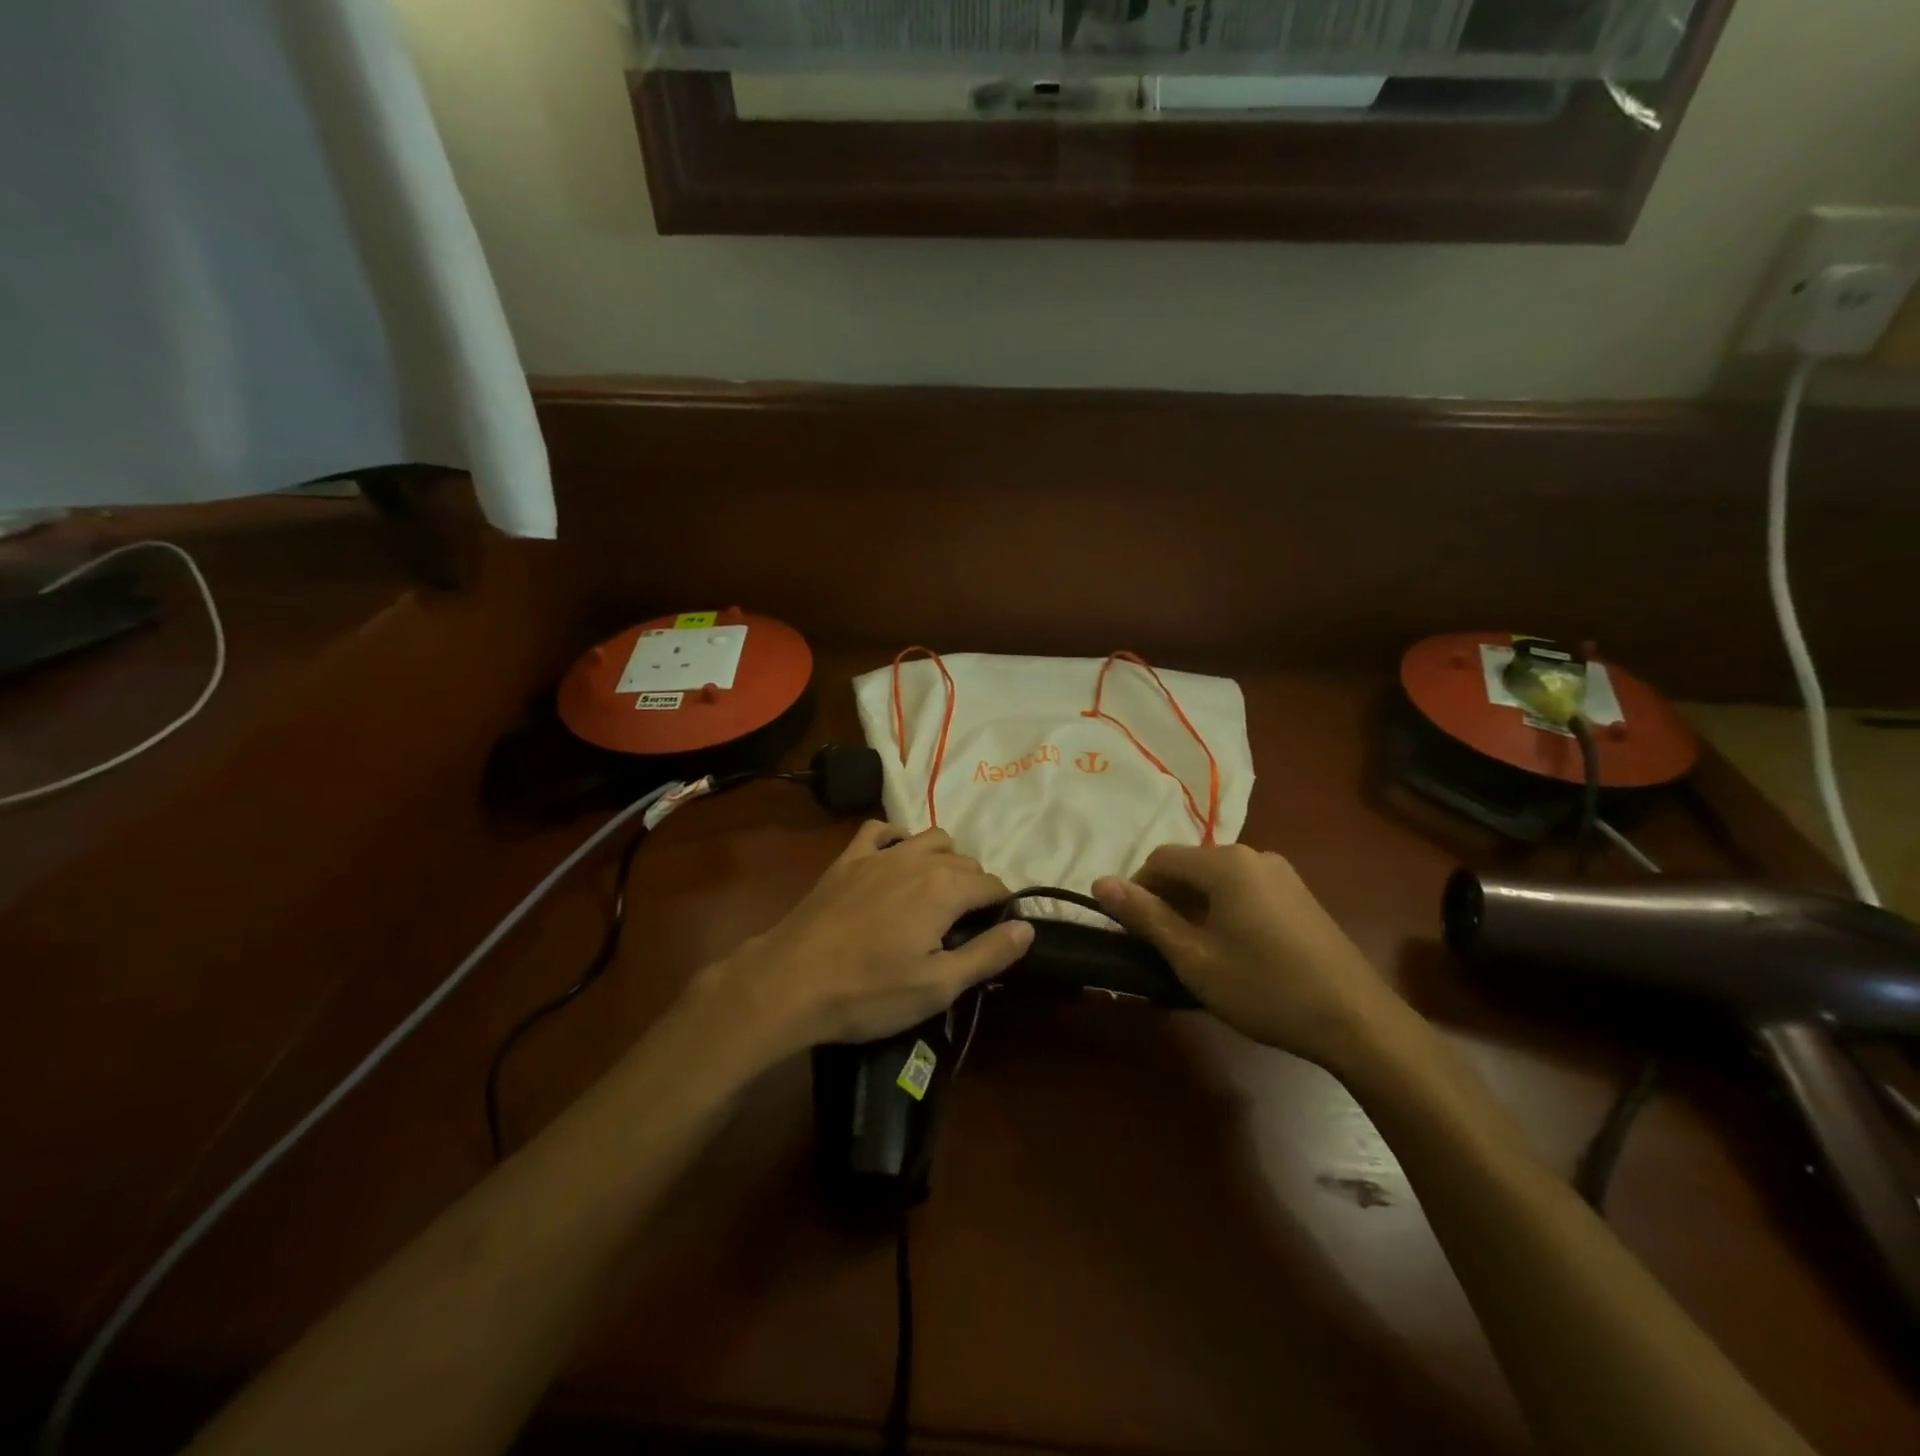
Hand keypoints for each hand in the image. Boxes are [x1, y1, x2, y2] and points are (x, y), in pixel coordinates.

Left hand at [701, 823, 1032, 1059]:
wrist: (790, 982)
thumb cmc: (869, 991)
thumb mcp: (938, 986)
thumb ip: (988, 954)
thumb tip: (1027, 927)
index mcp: (945, 888)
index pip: (992, 885)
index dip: (1001, 908)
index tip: (996, 933)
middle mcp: (918, 859)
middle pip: (965, 862)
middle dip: (975, 888)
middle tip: (965, 928)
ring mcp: (880, 854)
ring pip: (930, 838)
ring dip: (944, 860)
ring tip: (937, 895)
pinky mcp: (848, 859)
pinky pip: (880, 830)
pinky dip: (897, 840)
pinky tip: (895, 861)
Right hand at [1093, 845, 1402, 1069]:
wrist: (1357, 1020)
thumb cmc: (1264, 988)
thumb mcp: (1194, 958)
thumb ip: (1146, 916)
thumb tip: (1100, 882)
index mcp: (1225, 863)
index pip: (1160, 859)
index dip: (1136, 890)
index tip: (1130, 930)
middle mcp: (1254, 855)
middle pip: (1190, 866)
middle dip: (1166, 900)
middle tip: (1160, 947)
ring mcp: (1282, 874)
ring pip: (1218, 880)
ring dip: (1195, 907)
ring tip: (1194, 952)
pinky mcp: (1300, 895)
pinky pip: (1245, 890)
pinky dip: (1224, 910)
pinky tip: (1232, 950)